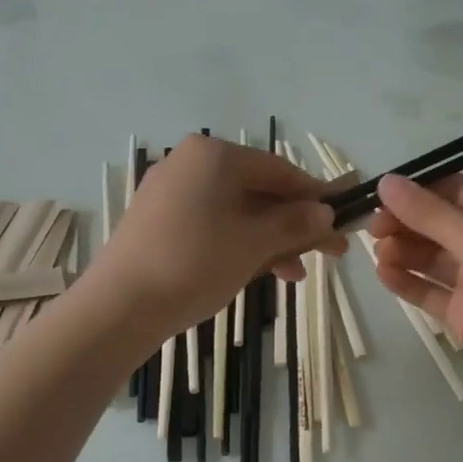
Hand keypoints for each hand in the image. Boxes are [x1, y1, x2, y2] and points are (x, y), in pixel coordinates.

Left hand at [90, 134, 344, 340]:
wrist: (120, 306)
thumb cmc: (195, 263)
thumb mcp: (255, 243)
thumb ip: (295, 223)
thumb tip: (326, 212)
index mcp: (213, 155)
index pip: (280, 170)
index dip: (316, 197)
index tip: (343, 219)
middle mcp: (190, 163)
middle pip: (259, 191)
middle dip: (295, 224)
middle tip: (329, 253)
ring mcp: (170, 192)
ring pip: (237, 211)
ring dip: (271, 239)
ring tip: (296, 273)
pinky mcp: (158, 220)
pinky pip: (213, 224)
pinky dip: (240, 244)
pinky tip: (261, 271)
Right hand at [368, 173, 462, 411]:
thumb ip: (430, 214)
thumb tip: (386, 182)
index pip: (457, 190)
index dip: (418, 191)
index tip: (380, 197)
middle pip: (441, 224)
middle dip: (407, 223)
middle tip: (372, 230)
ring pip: (433, 257)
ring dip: (404, 251)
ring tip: (377, 254)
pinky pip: (431, 291)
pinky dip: (408, 282)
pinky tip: (384, 275)